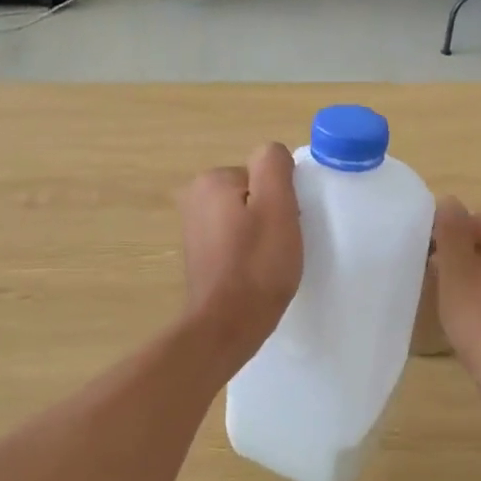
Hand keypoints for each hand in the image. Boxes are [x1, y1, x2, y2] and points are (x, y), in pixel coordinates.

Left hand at [178, 144, 303, 363]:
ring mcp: (194, 228)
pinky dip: (248, 252)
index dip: (282, 199)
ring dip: (261, 235)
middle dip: (271, 215)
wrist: (227, 325)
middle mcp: (195, 197)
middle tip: (279, 246)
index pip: (265, 173)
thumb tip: (273, 155)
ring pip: (246, 217)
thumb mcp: (277, 206)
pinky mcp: (200, 254)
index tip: (286, 226)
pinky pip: (235, 240)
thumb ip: (274, 166)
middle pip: (254, 193)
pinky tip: (255, 274)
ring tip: (268, 263)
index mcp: (212, 181)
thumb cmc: (257, 266)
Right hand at [431, 197, 480, 408]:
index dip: (451, 230)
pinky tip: (469, 319)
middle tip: (432, 275)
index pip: (480, 218)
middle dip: (460, 253)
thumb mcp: (456, 271)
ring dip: (471, 276)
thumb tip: (450, 201)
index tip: (428, 252)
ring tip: (446, 298)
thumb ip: (451, 233)